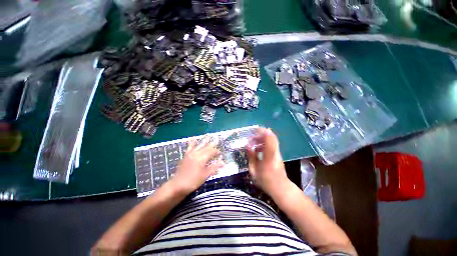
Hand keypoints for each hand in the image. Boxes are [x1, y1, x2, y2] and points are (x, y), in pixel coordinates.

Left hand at [169, 137, 223, 194]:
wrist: (177, 185)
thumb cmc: (193, 182)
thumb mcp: (205, 176)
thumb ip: (214, 167)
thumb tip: (223, 162)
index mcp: (202, 158)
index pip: (211, 152)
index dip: (217, 151)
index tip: (220, 153)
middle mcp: (196, 154)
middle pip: (206, 147)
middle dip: (212, 144)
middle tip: (217, 140)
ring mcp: (190, 154)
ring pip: (199, 145)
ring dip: (204, 140)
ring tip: (208, 135)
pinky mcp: (186, 155)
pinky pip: (189, 147)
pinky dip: (192, 142)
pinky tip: (193, 138)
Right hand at [247, 128, 289, 195]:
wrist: (280, 188)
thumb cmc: (265, 181)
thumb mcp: (254, 171)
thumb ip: (251, 157)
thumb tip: (249, 146)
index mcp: (269, 157)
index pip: (270, 141)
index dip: (264, 133)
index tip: (256, 129)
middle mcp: (275, 153)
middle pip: (272, 138)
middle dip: (262, 133)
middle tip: (252, 136)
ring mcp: (278, 153)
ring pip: (272, 140)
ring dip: (263, 138)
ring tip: (253, 141)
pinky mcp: (278, 154)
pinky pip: (272, 144)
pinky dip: (265, 142)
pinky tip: (258, 147)